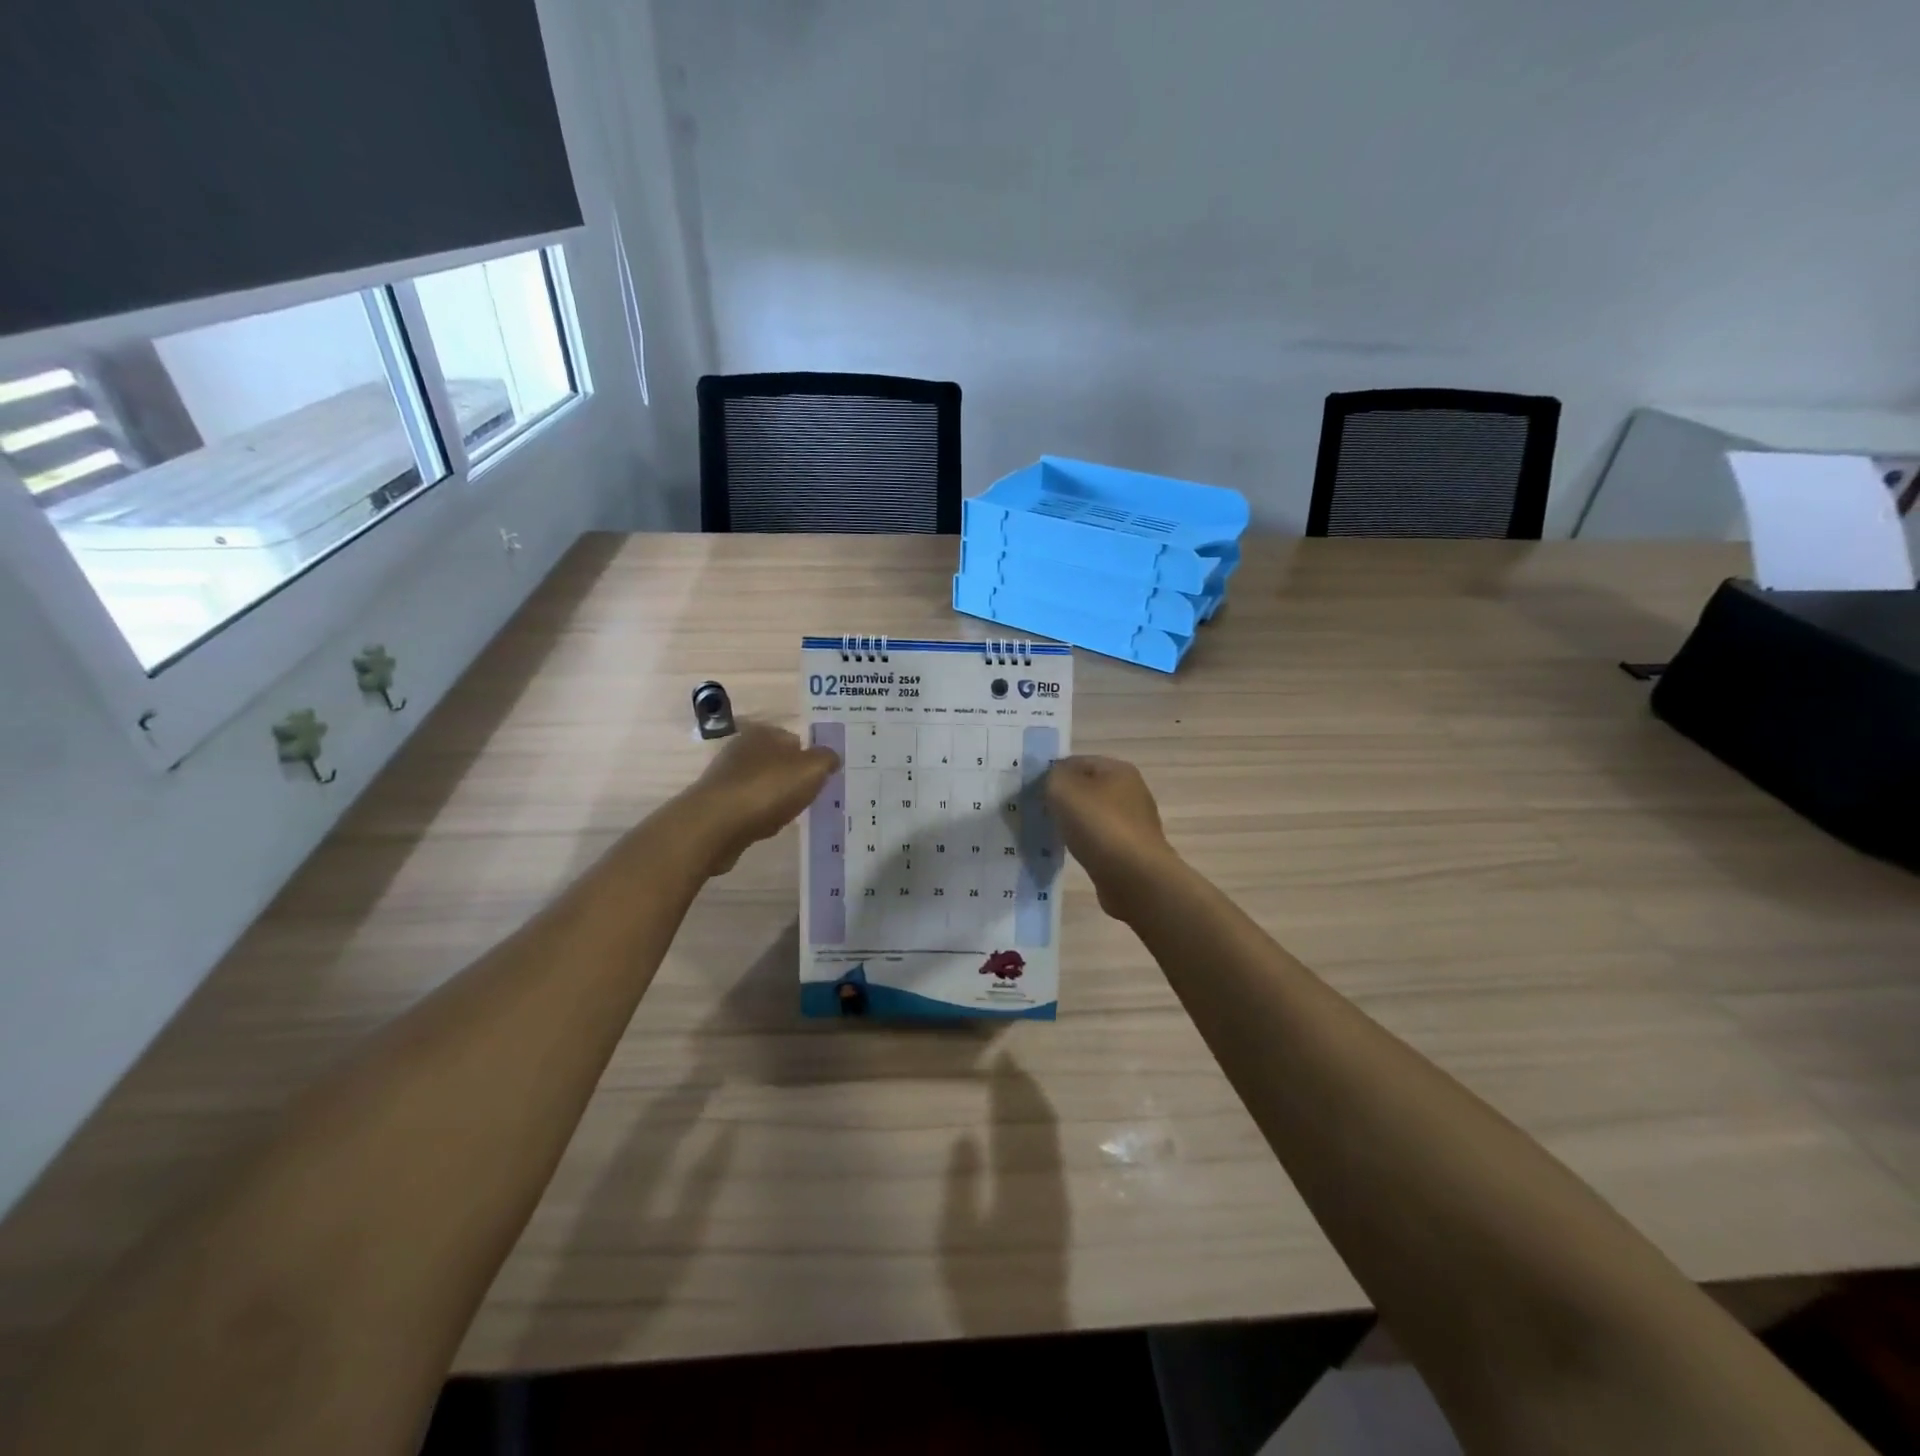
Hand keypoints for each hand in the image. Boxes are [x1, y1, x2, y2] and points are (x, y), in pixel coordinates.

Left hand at [682, 722, 837, 875]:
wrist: (716, 825)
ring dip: (776, 799)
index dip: (810, 759)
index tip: (822, 779)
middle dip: (793, 779)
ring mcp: (726, 777)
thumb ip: (826, 759)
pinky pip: (748, 808)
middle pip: (778, 763)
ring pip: (763, 786)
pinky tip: (766, 827)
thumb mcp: (812, 769)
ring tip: (790, 815)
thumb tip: (831, 758)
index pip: (795, 740)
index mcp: (764, 733)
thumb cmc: (768, 789)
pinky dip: (759, 816)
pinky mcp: (718, 805)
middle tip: (810, 797)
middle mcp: (741, 749)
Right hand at [1044, 755, 1176, 918]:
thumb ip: (1052, 776)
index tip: (1031, 793)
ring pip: (1091, 817)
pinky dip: (1084, 846)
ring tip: (1050, 836)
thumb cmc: (1099, 826)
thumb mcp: (1064, 789)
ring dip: (1072, 825)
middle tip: (1037, 814)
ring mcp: (1133, 823)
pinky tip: (1070, 855)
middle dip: (1062, 800)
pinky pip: (1099, 841)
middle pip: (1085, 789)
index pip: (1076, 762)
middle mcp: (1130, 792)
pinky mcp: (1131, 851)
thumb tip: (1053, 780)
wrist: (1135, 878)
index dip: (1052, 774)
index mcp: (1118, 769)